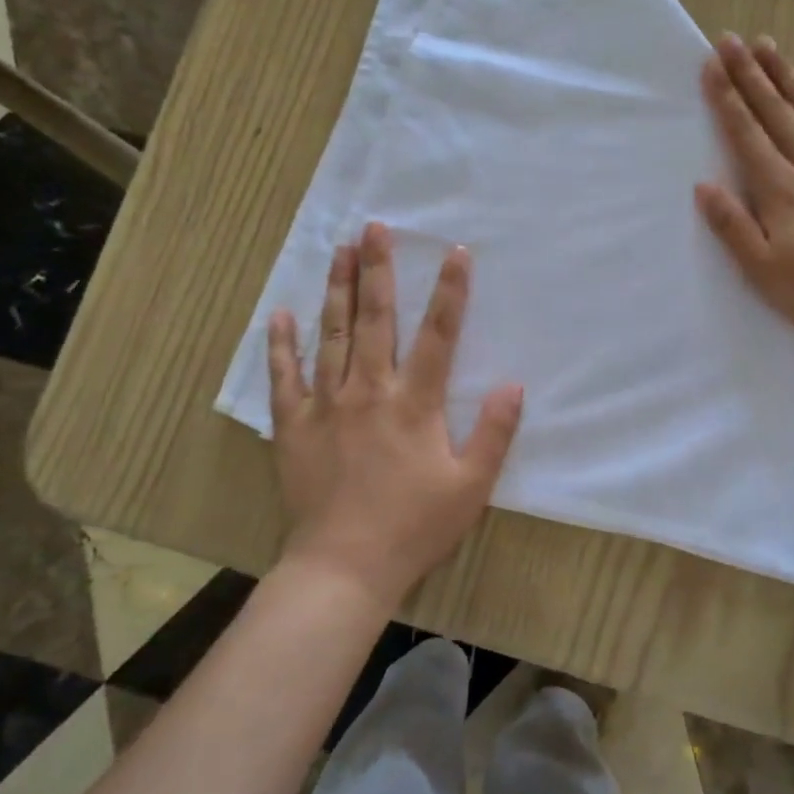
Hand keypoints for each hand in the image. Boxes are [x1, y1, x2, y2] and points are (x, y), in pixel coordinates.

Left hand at [267, 221, 523, 610]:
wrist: (344, 567)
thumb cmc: (414, 527)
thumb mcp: (471, 487)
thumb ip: (494, 433)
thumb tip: (513, 384)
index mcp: (415, 404)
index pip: (439, 335)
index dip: (451, 292)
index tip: (456, 252)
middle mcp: (369, 391)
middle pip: (376, 319)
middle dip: (377, 270)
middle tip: (373, 227)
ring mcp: (327, 405)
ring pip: (332, 335)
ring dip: (337, 290)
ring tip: (338, 251)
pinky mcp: (294, 425)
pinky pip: (285, 377)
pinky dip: (282, 345)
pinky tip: (279, 314)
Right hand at [695, 34, 793, 355]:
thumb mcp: (763, 271)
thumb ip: (733, 226)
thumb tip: (703, 186)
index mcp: (782, 190)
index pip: (747, 135)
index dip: (727, 99)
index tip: (712, 65)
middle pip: (776, 113)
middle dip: (750, 75)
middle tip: (732, 40)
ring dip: (789, 78)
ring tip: (770, 45)